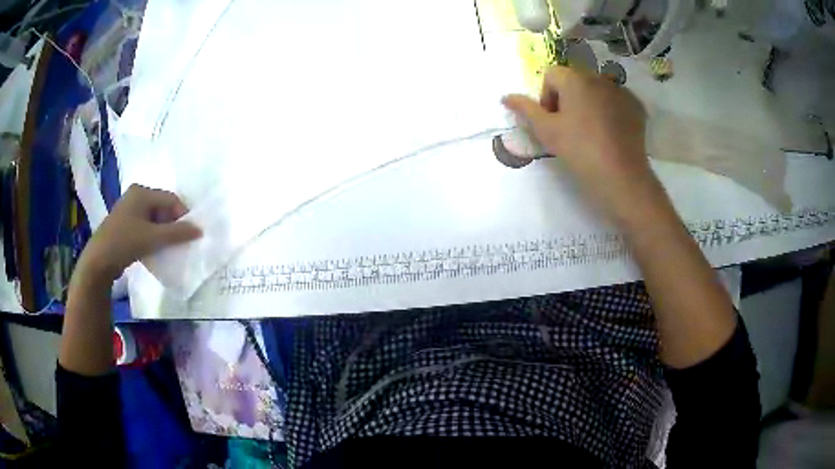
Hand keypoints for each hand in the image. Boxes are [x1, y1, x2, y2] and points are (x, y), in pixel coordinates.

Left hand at [75, 184, 201, 283]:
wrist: (99, 261)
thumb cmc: (125, 242)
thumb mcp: (153, 238)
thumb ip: (177, 233)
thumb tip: (199, 230)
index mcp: (142, 192)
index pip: (170, 199)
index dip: (182, 215)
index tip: (190, 234)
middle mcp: (135, 196)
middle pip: (162, 207)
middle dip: (172, 224)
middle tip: (179, 242)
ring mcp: (128, 210)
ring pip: (153, 218)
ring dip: (162, 232)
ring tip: (168, 247)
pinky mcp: (124, 224)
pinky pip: (144, 226)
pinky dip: (152, 236)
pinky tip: (154, 249)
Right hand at [502, 66, 664, 225]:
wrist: (621, 177)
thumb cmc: (579, 151)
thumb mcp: (546, 131)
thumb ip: (525, 109)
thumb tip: (505, 96)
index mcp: (574, 78)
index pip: (551, 75)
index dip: (546, 97)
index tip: (552, 122)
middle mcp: (598, 77)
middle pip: (574, 80)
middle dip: (568, 99)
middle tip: (570, 129)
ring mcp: (621, 91)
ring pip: (596, 90)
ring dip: (589, 104)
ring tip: (591, 132)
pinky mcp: (636, 107)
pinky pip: (616, 101)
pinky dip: (610, 111)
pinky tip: (610, 134)